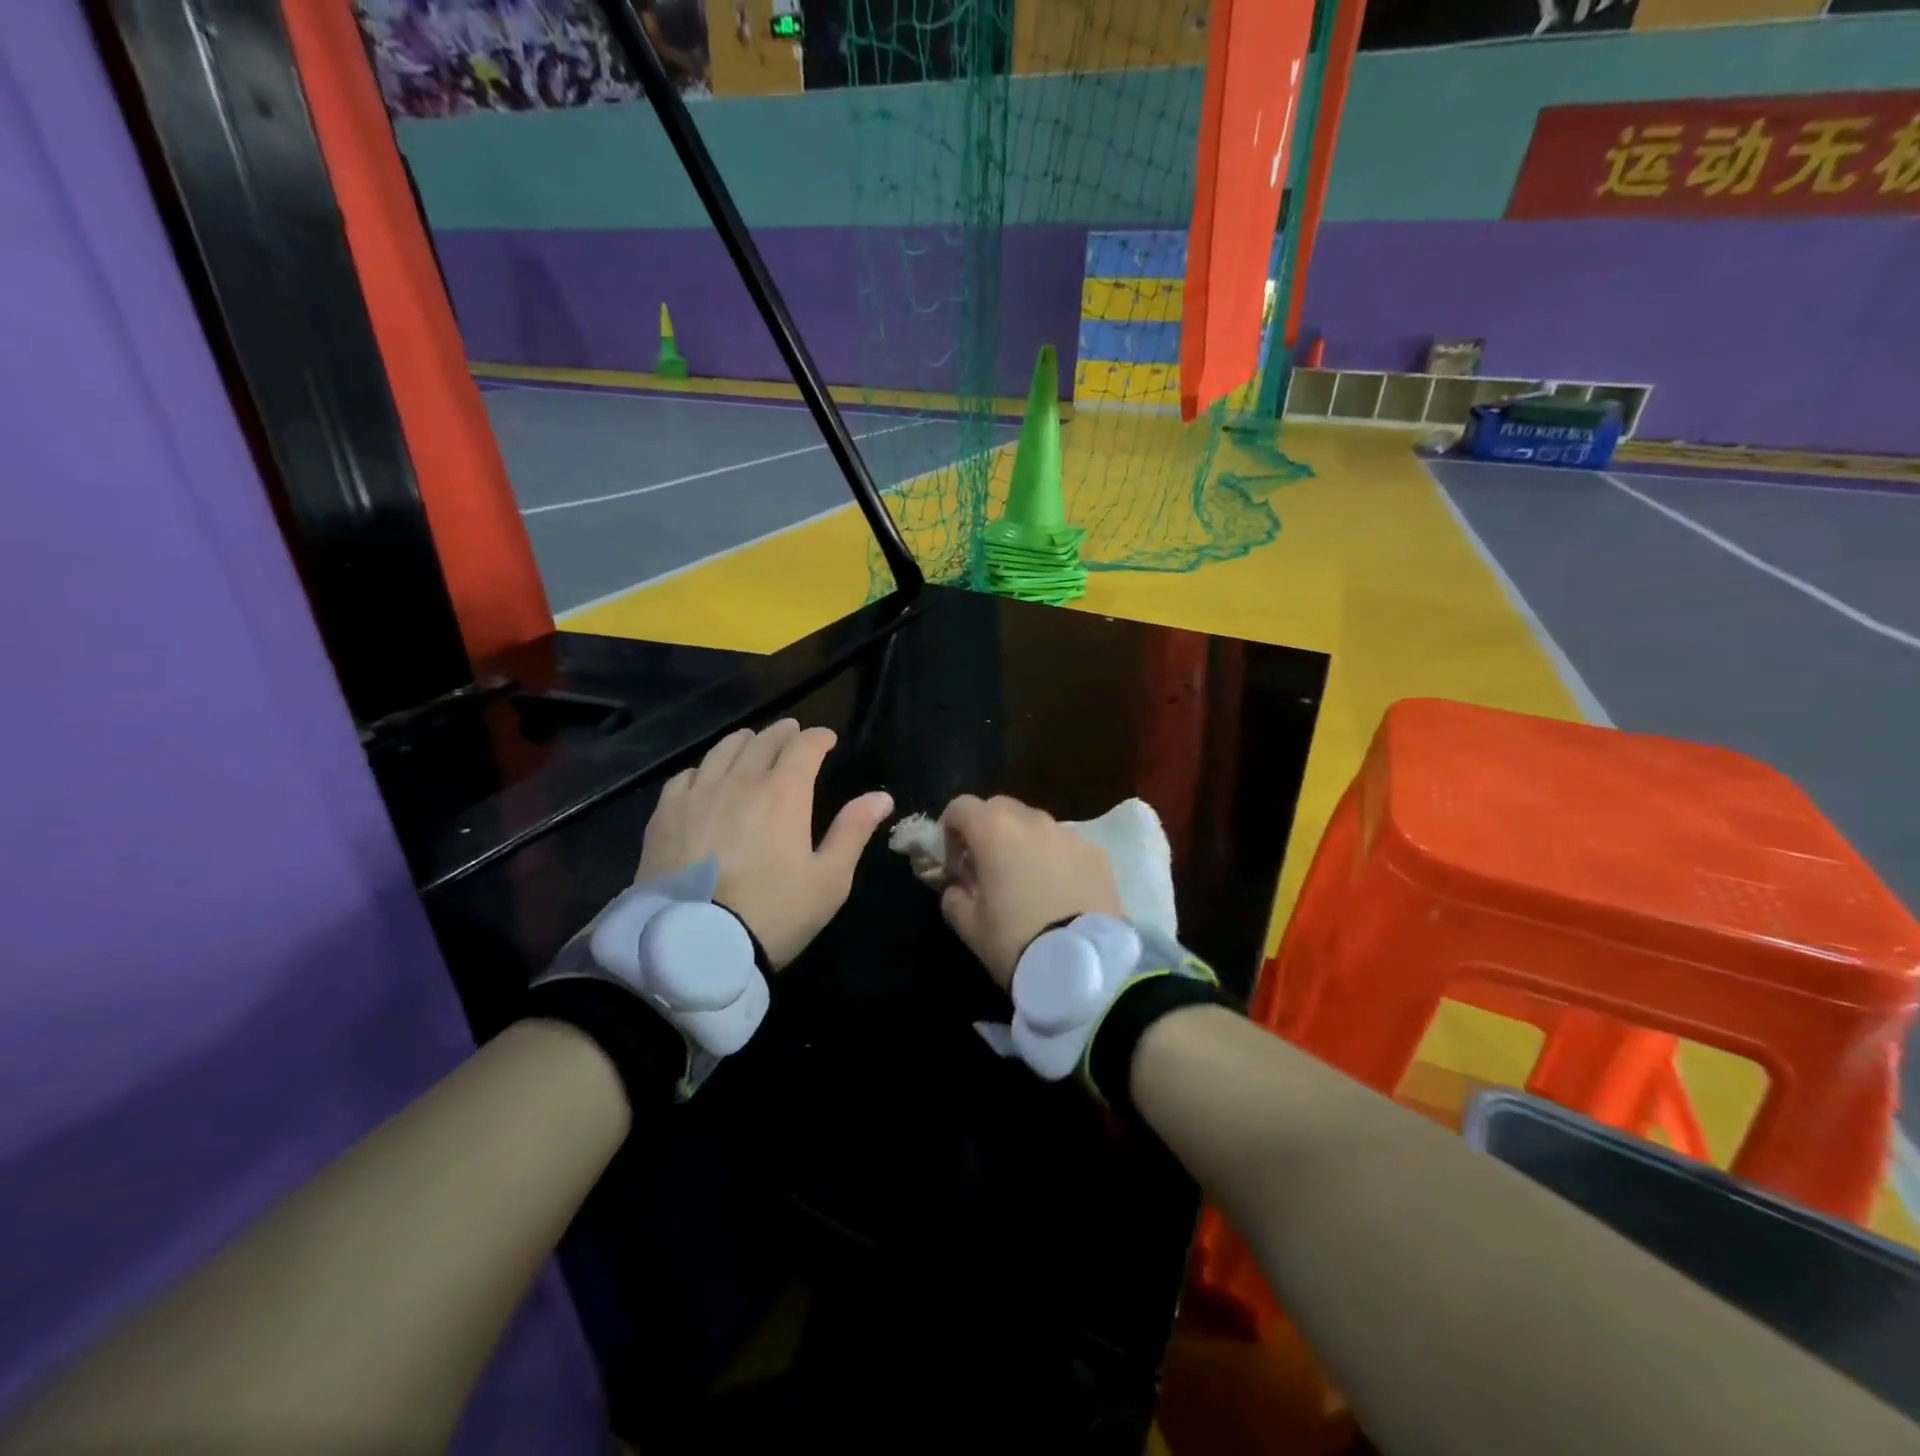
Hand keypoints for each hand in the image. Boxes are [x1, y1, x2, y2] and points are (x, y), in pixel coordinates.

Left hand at [637, 720, 892, 968]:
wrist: (695, 945)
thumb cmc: (774, 913)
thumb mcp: (829, 879)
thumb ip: (853, 831)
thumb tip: (881, 796)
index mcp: (784, 792)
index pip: (805, 746)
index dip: (819, 738)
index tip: (828, 739)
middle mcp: (740, 781)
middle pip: (763, 741)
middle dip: (783, 733)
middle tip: (793, 732)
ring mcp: (698, 794)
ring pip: (723, 750)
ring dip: (744, 742)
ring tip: (752, 742)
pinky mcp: (665, 814)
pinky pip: (686, 776)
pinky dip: (704, 768)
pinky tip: (706, 777)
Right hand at [937, 795, 1121, 989]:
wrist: (1082, 965)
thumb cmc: (1015, 940)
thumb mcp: (969, 926)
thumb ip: (954, 897)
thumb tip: (959, 887)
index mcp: (994, 830)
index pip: (961, 806)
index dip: (950, 830)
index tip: (953, 862)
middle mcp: (1032, 820)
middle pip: (1000, 808)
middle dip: (987, 829)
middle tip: (986, 867)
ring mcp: (1069, 834)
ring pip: (1036, 824)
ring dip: (1023, 842)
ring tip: (1026, 880)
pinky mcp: (1097, 853)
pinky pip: (1066, 845)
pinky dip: (1055, 857)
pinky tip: (1059, 891)